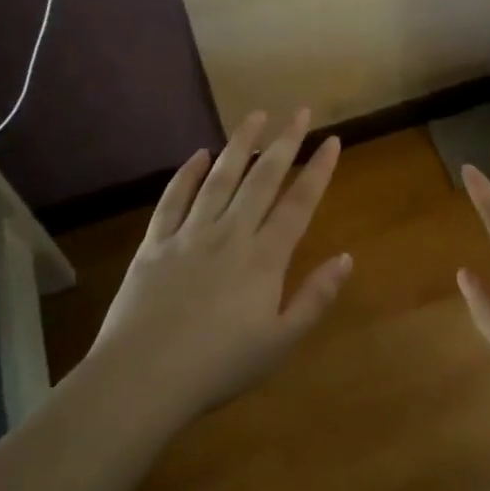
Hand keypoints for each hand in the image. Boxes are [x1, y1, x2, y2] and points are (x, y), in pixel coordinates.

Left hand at [87, 110, 351, 425]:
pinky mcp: (154, 243)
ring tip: (255, 116)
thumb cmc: (218, 366)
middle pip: (262, 179)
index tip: (332, 140)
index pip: (299, 204)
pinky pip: (173, 199)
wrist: (142, 378)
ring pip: (220, 178)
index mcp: (264, 259)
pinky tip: (199, 155)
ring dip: (239, 144)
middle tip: (298, 112)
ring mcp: (189, 235)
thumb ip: (315, 298)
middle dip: (284, 143)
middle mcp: (230, 234)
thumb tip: (347, 258)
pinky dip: (188, 174)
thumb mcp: (280, 341)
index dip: (318, 170)